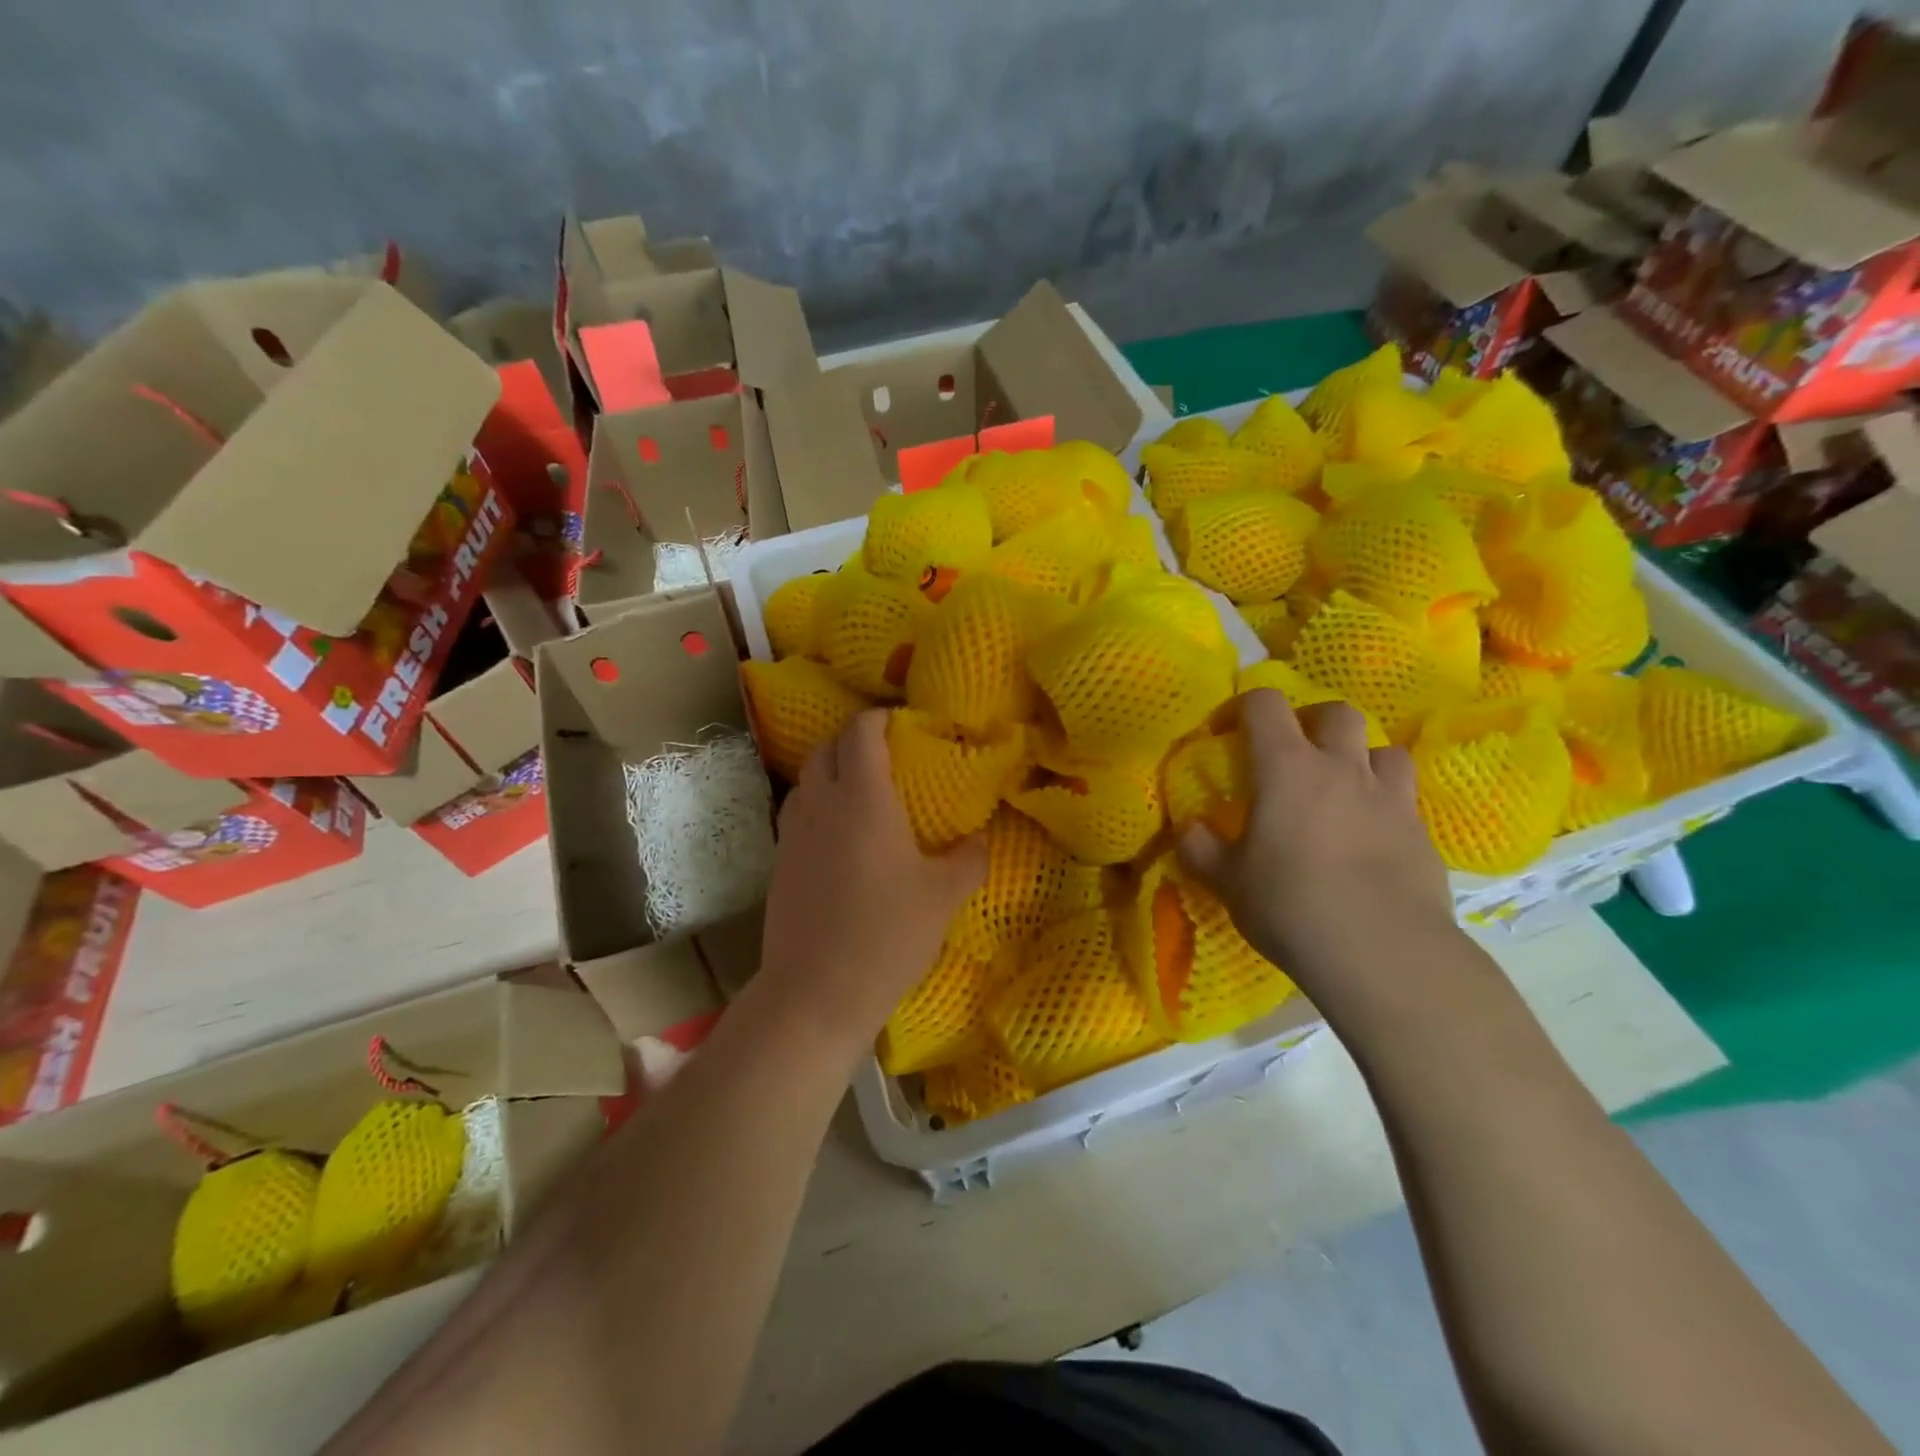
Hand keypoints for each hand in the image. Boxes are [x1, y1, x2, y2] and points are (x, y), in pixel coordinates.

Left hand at [755, 710, 986, 1054]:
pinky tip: (842, 834)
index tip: (907, 727)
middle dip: (856, 740)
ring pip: (808, 777)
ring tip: (865, 792)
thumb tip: (980, 838)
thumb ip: (969, 858)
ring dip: (834, 770)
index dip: (881, 718)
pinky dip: (819, 802)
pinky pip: (799, 810)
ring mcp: (793, 831)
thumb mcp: (943, 897)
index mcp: (863, 798)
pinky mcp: (780, 859)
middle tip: (890, 757)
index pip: (861, 731)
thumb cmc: (886, 935)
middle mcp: (822, 802)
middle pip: (828, 746)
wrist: (815, 992)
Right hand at [1178, 689, 1458, 1021]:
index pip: (1266, 705)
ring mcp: (1390, 798)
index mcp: (1287, 768)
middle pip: (1337, 713)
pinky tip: (1371, 836)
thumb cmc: (1291, 905)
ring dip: (1360, 758)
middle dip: (1312, 721)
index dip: (1245, 707)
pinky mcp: (1422, 833)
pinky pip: (1404, 799)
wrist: (1383, 952)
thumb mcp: (1228, 881)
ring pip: (1384, 750)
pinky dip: (1385, 803)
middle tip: (1294, 753)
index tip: (1229, 732)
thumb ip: (1201, 848)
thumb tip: (1188, 828)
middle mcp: (1342, 769)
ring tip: (1343, 788)